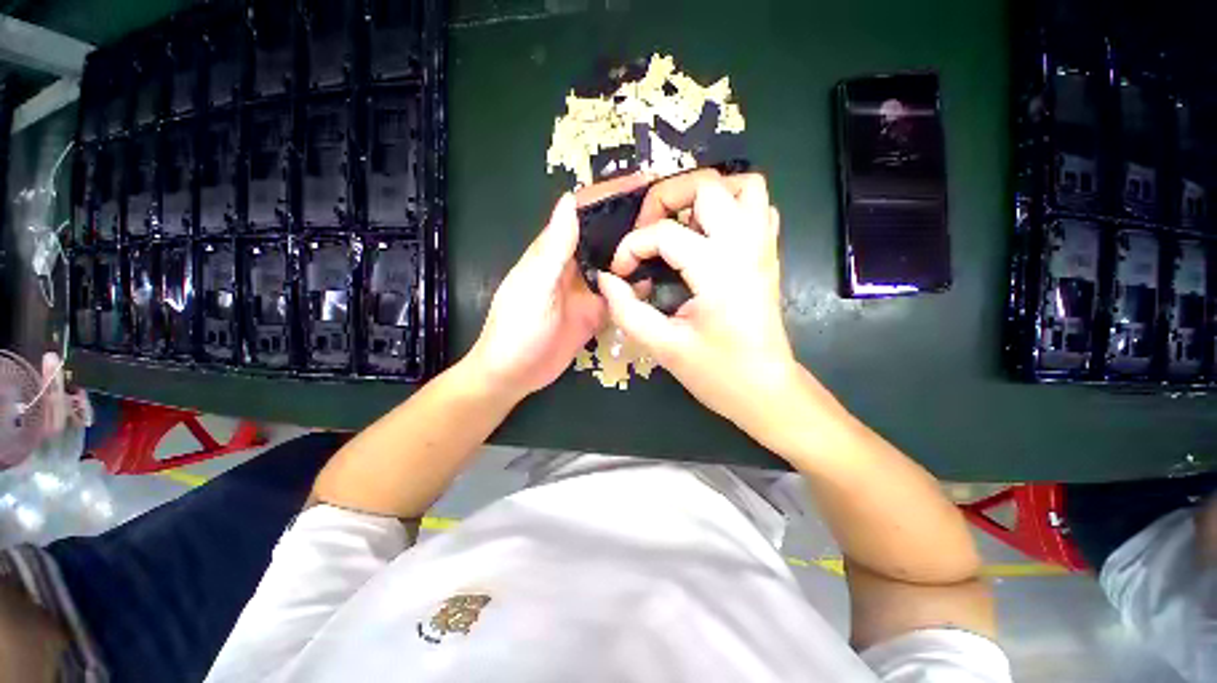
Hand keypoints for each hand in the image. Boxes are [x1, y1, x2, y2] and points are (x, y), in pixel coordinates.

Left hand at [467, 174, 651, 401]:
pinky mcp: (595, 312)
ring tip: (672, 243)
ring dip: (637, 252)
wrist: (514, 373)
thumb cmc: (516, 328)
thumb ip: (553, 248)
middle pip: (605, 235)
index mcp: (554, 251)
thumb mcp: (534, 286)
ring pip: (615, 264)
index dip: (610, 194)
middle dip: (632, 220)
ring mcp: (586, 289)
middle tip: (671, 213)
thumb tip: (568, 200)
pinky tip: (657, 283)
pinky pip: (619, 294)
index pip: (583, 212)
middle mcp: (573, 265)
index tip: (643, 181)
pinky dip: (636, 288)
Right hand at [597, 172, 801, 433]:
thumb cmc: (718, 374)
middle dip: (666, 198)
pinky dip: (731, 206)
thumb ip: (627, 310)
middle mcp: (746, 246)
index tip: (620, 272)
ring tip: (679, 221)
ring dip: (705, 194)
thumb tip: (606, 279)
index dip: (632, 246)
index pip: (664, 233)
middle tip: (646, 229)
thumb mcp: (663, 346)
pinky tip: (708, 233)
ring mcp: (764, 246)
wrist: (766, 390)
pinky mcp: (769, 254)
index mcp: (718, 270)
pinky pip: (758, 207)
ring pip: (743, 185)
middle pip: (707, 185)